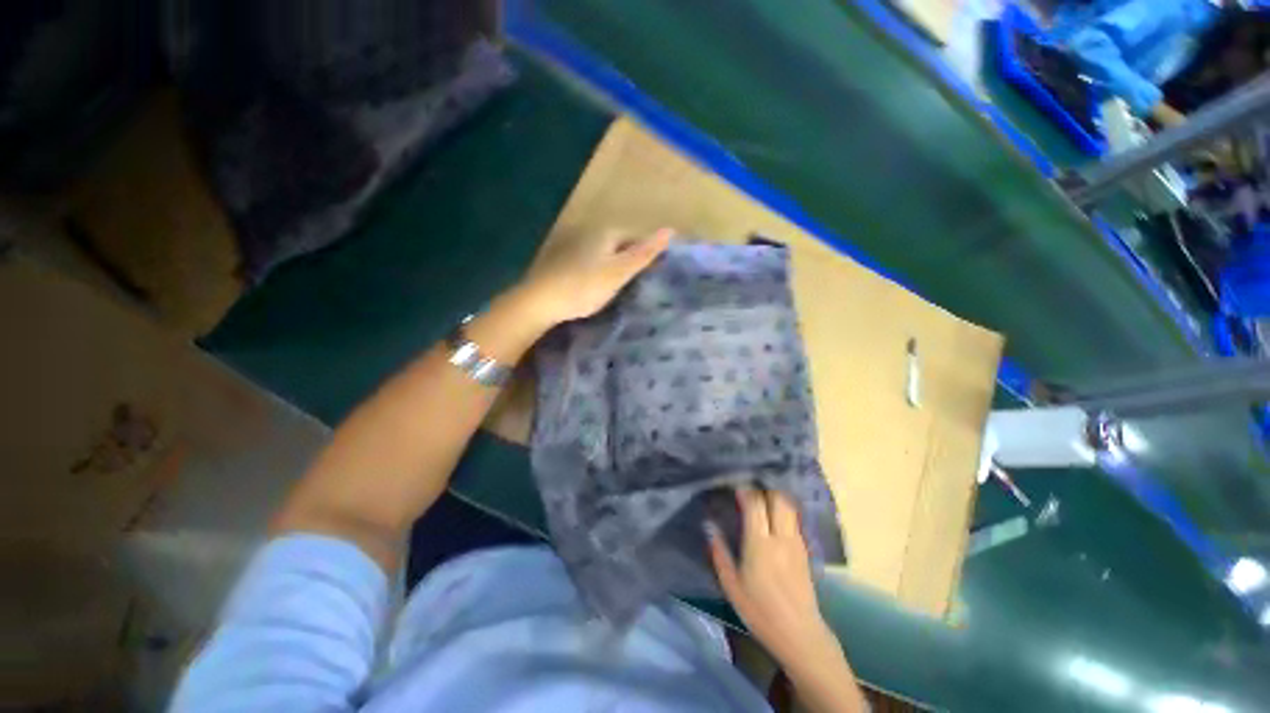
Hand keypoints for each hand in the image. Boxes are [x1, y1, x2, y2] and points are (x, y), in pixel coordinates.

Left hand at [516, 228, 671, 326]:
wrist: (542, 302)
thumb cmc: (585, 286)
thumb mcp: (619, 271)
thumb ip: (644, 253)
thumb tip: (670, 230)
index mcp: (608, 233)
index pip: (638, 238)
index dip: (649, 255)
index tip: (655, 275)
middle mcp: (592, 234)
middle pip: (622, 246)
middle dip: (633, 261)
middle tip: (642, 284)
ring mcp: (577, 247)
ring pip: (607, 256)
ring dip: (617, 268)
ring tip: (625, 288)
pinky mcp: (567, 262)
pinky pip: (594, 264)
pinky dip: (602, 274)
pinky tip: (601, 288)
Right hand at [709, 488, 867, 712]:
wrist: (800, 634)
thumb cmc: (760, 611)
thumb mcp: (732, 585)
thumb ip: (719, 552)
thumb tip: (709, 525)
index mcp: (760, 544)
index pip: (755, 503)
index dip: (744, 488)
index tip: (733, 482)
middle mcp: (781, 537)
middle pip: (777, 497)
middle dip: (763, 485)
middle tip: (748, 483)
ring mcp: (796, 541)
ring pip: (788, 505)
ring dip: (774, 494)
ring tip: (760, 491)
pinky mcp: (804, 548)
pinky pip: (793, 517)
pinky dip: (783, 507)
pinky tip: (773, 510)